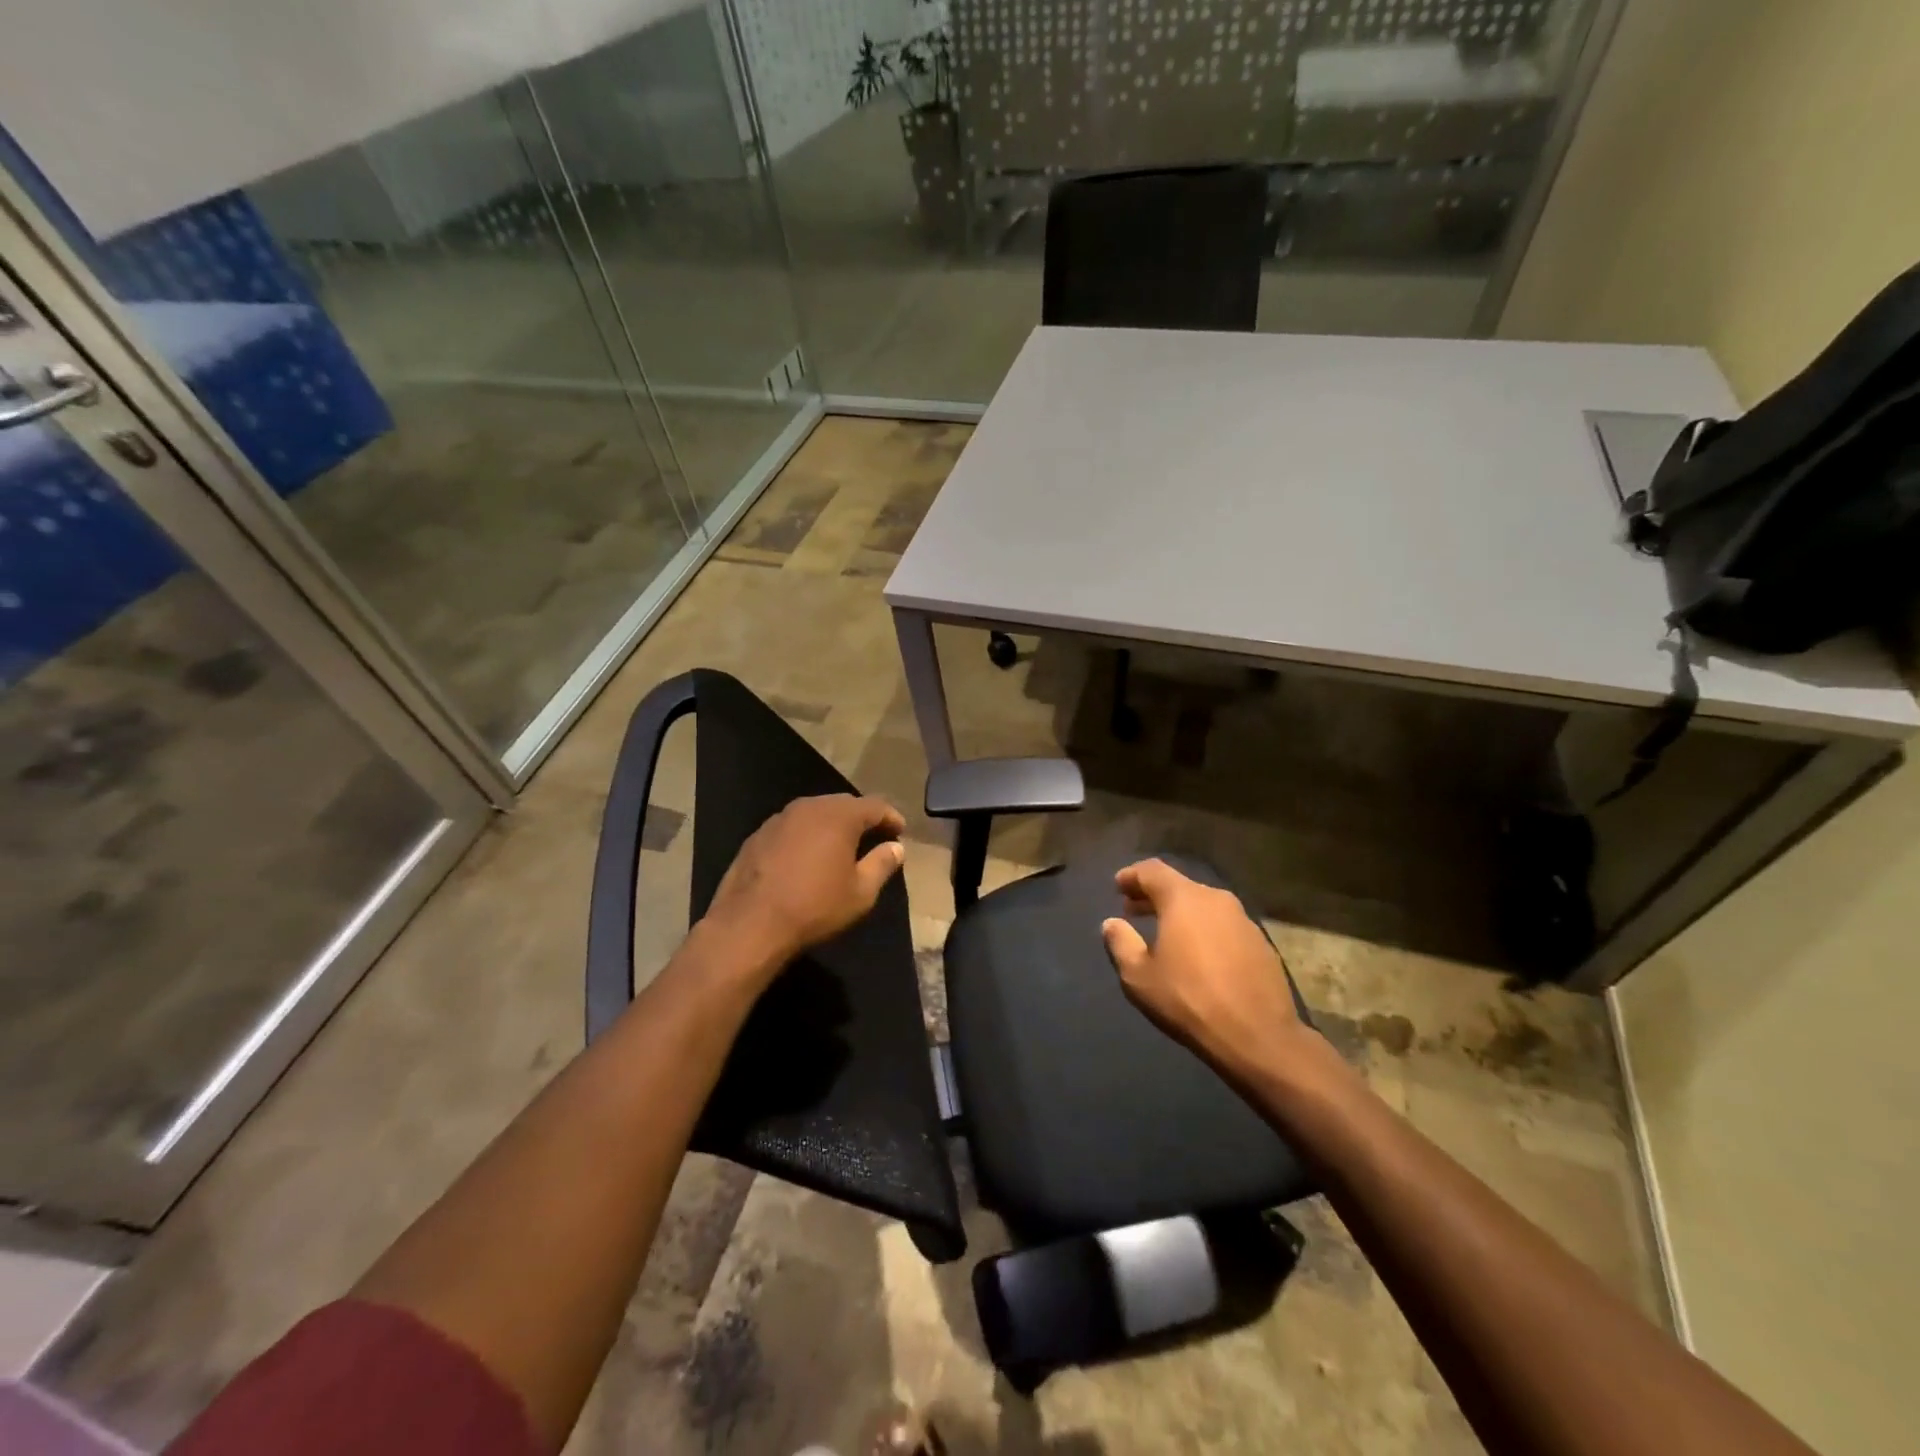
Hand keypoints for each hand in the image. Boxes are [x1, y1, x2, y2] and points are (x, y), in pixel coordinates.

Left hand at [702, 793, 906, 975]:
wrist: (750, 924)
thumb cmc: (815, 906)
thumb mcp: (861, 892)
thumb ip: (882, 864)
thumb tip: (896, 847)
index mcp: (839, 815)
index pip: (874, 805)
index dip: (890, 817)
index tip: (900, 831)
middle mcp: (809, 807)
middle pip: (843, 804)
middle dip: (861, 818)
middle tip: (874, 836)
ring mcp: (779, 818)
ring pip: (815, 813)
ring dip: (832, 825)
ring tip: (841, 846)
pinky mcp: (757, 835)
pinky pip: (792, 827)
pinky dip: (806, 835)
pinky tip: (807, 857)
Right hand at [1100, 858, 1313, 1079]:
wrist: (1257, 1036)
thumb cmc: (1189, 1000)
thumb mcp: (1139, 976)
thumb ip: (1121, 943)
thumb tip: (1112, 923)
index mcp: (1184, 899)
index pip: (1152, 870)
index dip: (1132, 875)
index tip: (1118, 886)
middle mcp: (1215, 899)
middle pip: (1179, 885)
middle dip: (1153, 895)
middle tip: (1133, 910)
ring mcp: (1243, 919)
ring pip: (1203, 905)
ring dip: (1180, 913)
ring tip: (1165, 933)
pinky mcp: (1261, 942)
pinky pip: (1223, 925)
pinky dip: (1204, 929)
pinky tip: (1198, 954)